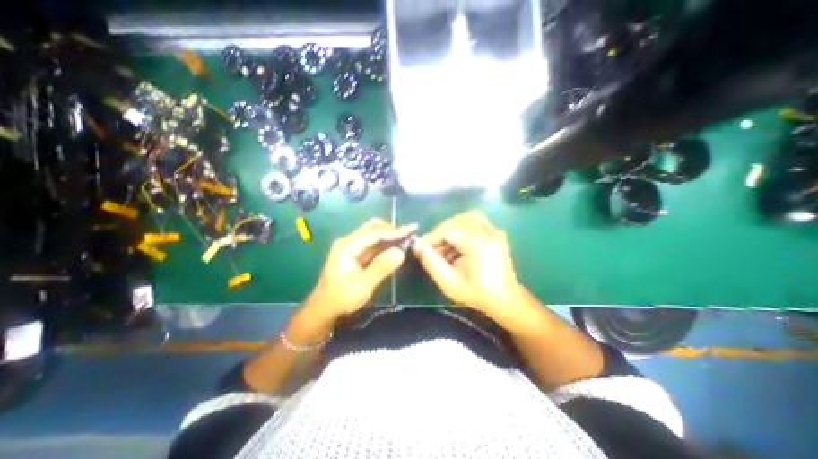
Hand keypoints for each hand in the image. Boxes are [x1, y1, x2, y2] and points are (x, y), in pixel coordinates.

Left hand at [308, 218, 421, 318]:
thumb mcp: (363, 285)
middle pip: (372, 227)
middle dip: (391, 229)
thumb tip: (400, 251)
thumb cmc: (341, 298)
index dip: (393, 231)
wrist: (323, 309)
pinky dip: (384, 243)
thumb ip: (381, 267)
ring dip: (389, 235)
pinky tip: (395, 246)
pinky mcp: (355, 254)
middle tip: (409, 234)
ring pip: (373, 234)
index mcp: (347, 246)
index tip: (411, 230)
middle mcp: (348, 242)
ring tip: (406, 238)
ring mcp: (351, 247)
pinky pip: (372, 244)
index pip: (374, 233)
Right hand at [415, 211, 523, 318]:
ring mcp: (493, 230)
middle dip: (440, 234)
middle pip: (456, 221)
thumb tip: (416, 245)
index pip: (448, 230)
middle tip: (432, 249)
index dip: (431, 237)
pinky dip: (461, 230)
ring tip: (445, 248)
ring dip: (450, 230)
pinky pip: (473, 223)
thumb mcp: (448, 281)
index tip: (420, 248)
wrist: (505, 299)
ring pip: (464, 219)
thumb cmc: (476, 293)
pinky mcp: (494, 232)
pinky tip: (457, 247)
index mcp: (478, 243)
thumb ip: (430, 261)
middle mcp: (488, 231)